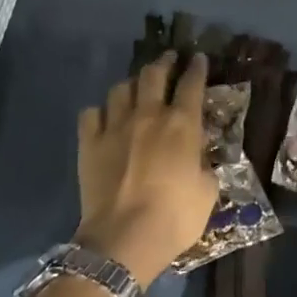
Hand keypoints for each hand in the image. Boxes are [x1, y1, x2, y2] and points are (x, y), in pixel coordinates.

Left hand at [75, 52, 218, 286]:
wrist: (124, 238)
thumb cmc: (175, 217)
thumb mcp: (207, 193)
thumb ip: (204, 167)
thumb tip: (200, 159)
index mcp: (182, 125)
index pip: (192, 84)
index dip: (197, 68)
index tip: (199, 58)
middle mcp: (148, 115)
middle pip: (153, 75)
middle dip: (164, 62)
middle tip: (169, 58)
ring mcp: (114, 126)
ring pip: (120, 89)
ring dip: (131, 85)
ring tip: (135, 88)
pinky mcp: (89, 143)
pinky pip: (91, 114)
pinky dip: (100, 112)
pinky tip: (104, 118)